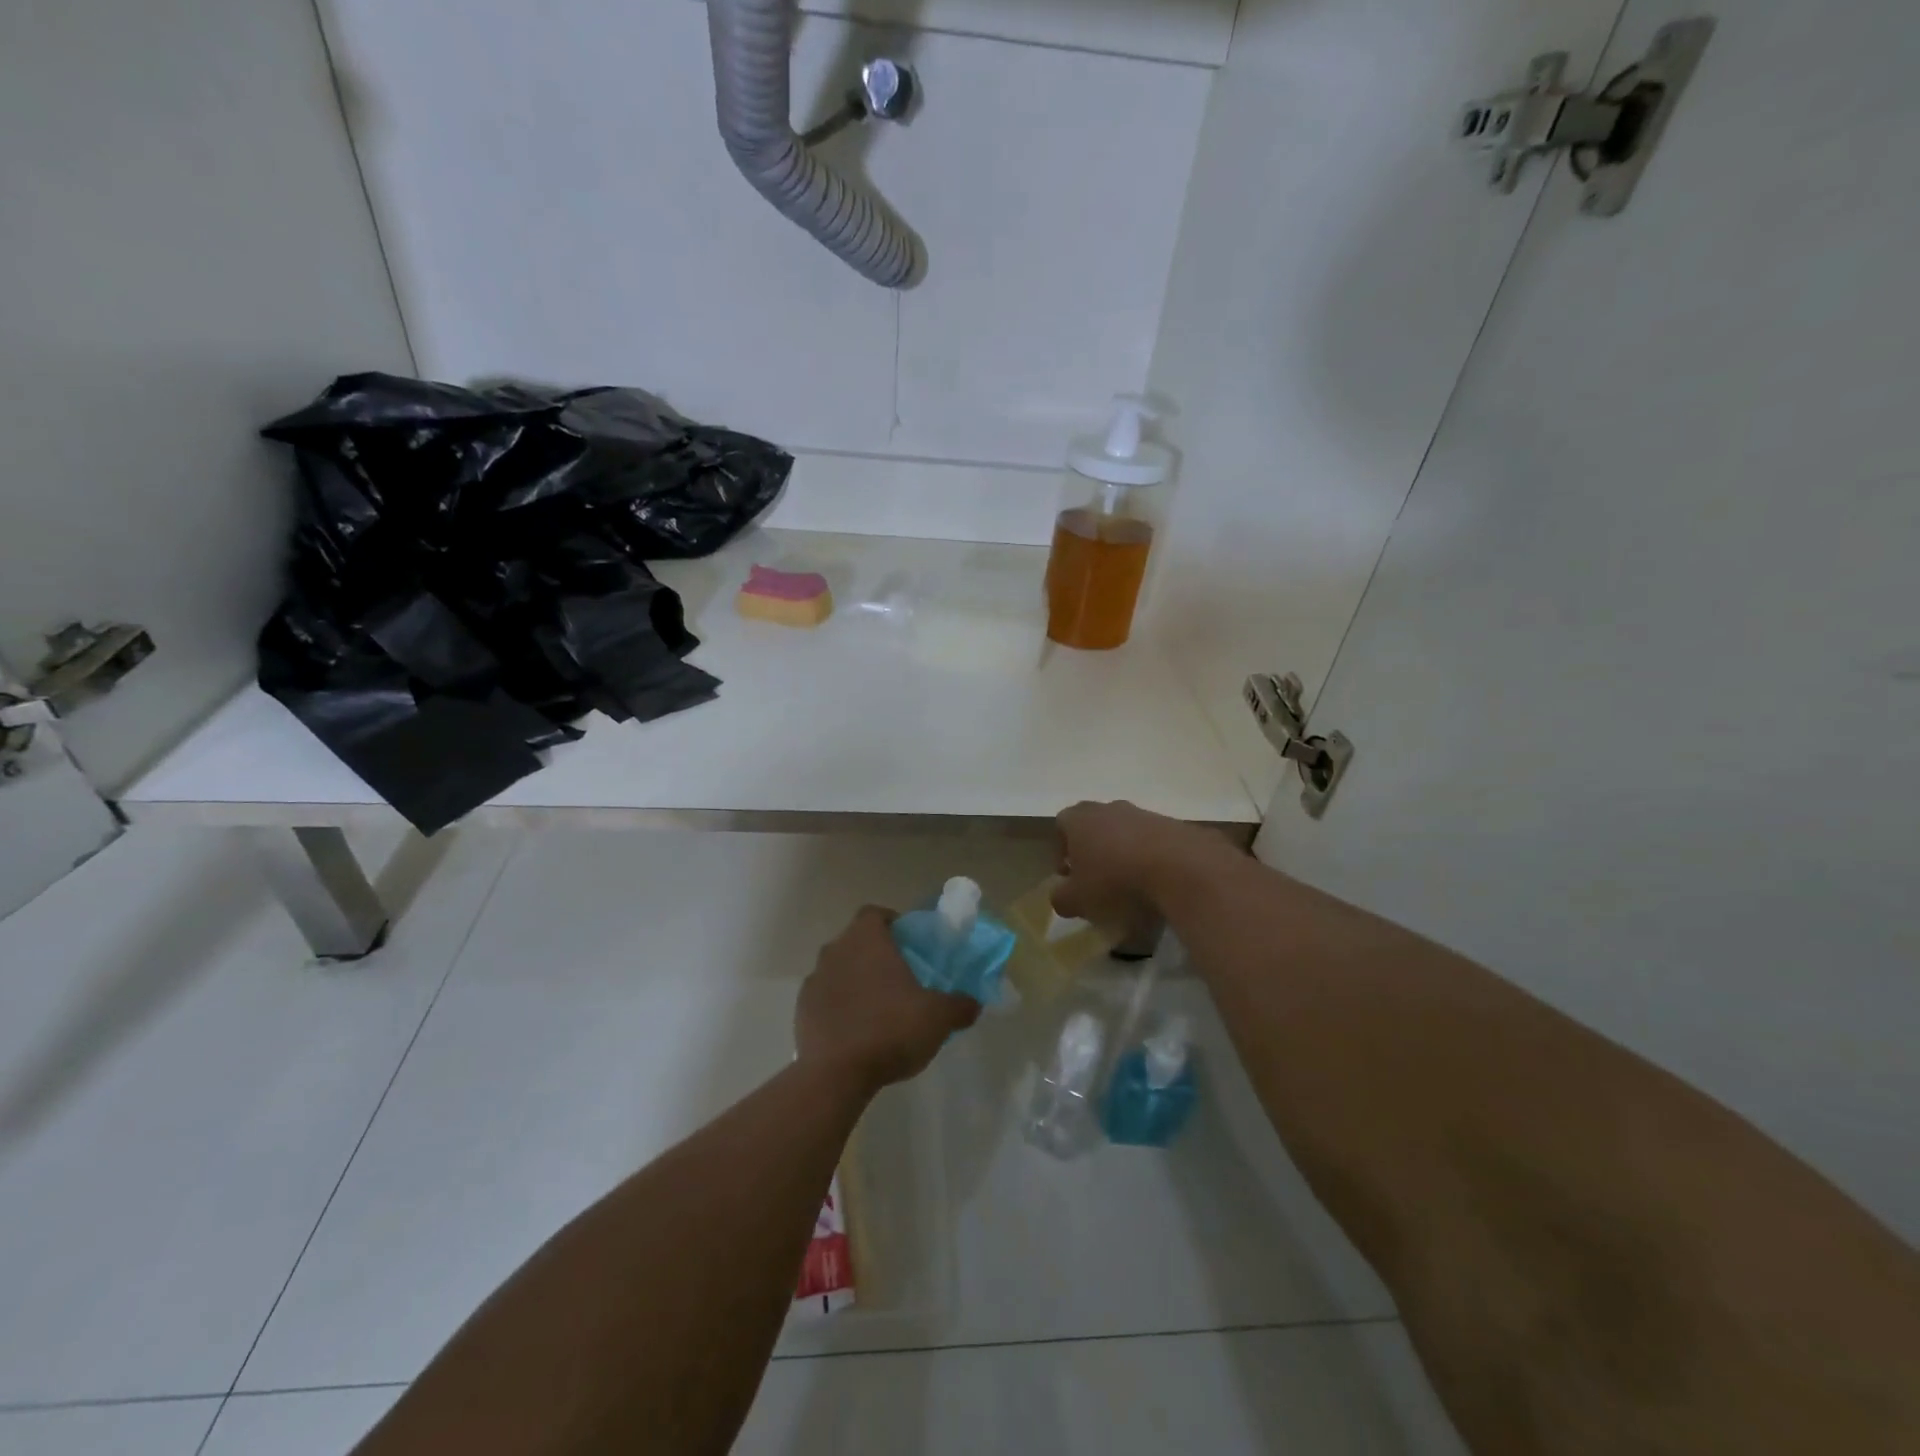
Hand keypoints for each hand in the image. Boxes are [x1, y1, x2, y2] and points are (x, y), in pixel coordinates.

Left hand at [796, 907, 980, 1094]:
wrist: (836, 1074)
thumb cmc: (891, 1029)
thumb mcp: (938, 1018)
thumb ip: (959, 1005)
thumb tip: (973, 1003)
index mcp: (867, 939)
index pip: (875, 914)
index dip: (892, 923)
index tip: (908, 943)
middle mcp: (835, 950)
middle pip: (856, 941)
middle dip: (875, 954)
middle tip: (900, 978)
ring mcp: (814, 980)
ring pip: (839, 969)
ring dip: (855, 980)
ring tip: (878, 1008)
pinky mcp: (801, 1010)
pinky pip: (825, 998)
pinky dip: (839, 1007)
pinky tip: (856, 1031)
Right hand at [1052, 800, 1229, 926]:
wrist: (1182, 869)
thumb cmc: (1116, 881)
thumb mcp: (1078, 900)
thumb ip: (1061, 899)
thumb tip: (1061, 897)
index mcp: (1080, 819)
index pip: (1061, 824)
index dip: (1061, 849)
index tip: (1068, 875)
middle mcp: (1110, 808)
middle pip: (1094, 825)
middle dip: (1092, 850)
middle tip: (1097, 879)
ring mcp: (1144, 814)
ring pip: (1126, 832)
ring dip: (1123, 853)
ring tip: (1130, 885)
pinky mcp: (1174, 825)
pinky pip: (1154, 842)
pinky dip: (1151, 858)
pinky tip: (1157, 883)